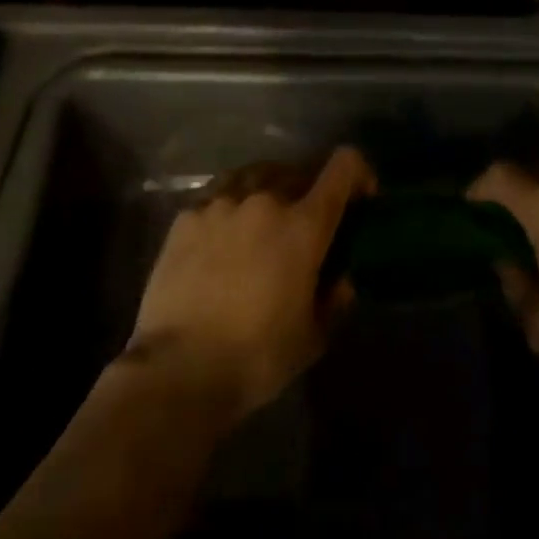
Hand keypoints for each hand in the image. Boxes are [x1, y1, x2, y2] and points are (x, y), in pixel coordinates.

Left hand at [123, 147, 372, 421]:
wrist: (178, 369)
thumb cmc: (257, 356)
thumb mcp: (312, 337)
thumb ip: (333, 300)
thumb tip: (341, 281)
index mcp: (304, 225)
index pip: (343, 168)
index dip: (358, 173)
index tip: (360, 196)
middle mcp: (265, 201)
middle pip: (297, 171)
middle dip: (309, 190)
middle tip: (305, 222)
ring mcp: (221, 204)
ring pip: (255, 176)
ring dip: (268, 190)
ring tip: (261, 219)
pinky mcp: (186, 217)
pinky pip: (217, 196)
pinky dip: (229, 207)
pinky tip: (222, 235)